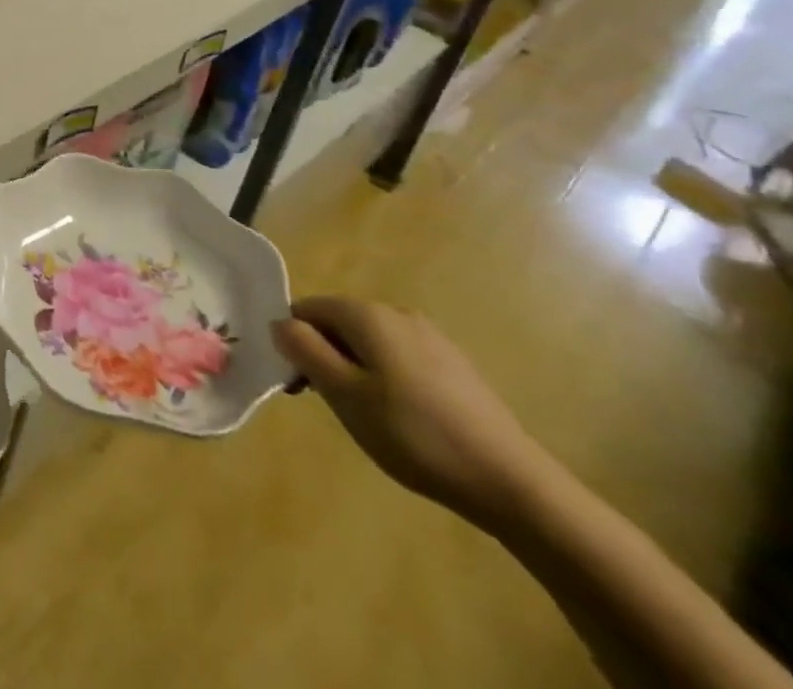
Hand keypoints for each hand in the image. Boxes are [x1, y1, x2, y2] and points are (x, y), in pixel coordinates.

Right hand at [273, 296, 559, 533]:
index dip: (295, 342)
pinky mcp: (454, 365)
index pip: (307, 309)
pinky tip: (404, 419)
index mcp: (367, 314)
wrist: (512, 482)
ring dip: (355, 369)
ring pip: (370, 342)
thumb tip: (280, 323)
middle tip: (331, 404)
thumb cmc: (414, 434)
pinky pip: (400, 358)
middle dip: (325, 355)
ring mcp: (431, 337)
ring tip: (368, 417)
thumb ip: (304, 350)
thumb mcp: (344, 394)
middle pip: (339, 323)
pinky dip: (387, 379)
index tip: (300, 384)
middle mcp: (397, 313)